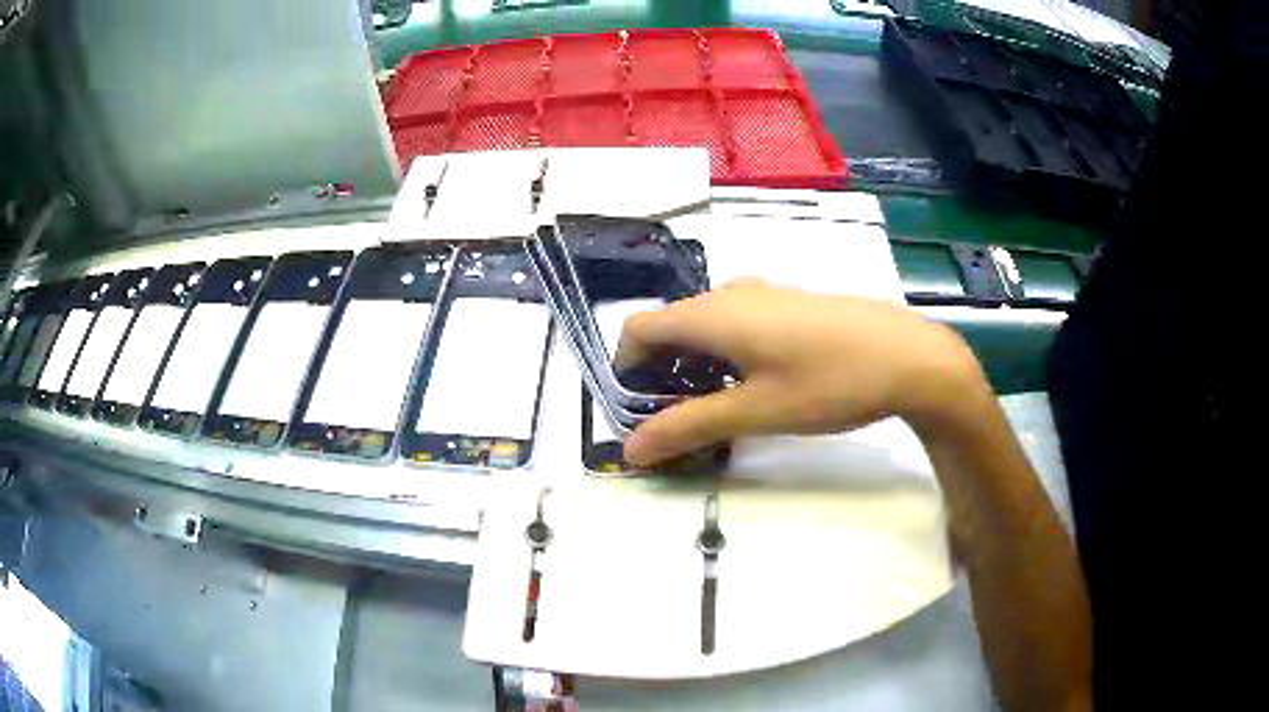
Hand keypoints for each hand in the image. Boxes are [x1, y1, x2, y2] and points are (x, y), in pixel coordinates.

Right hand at [615, 279, 986, 465]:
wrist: (909, 356)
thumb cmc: (828, 382)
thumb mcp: (755, 412)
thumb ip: (688, 427)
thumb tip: (631, 449)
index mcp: (712, 314)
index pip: (638, 328)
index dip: (626, 368)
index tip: (641, 409)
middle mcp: (731, 293)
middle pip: (672, 326)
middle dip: (662, 373)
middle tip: (681, 419)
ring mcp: (765, 293)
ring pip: (708, 325)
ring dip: (697, 364)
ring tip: (721, 407)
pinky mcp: (791, 302)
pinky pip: (739, 322)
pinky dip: (728, 353)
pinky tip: (761, 383)